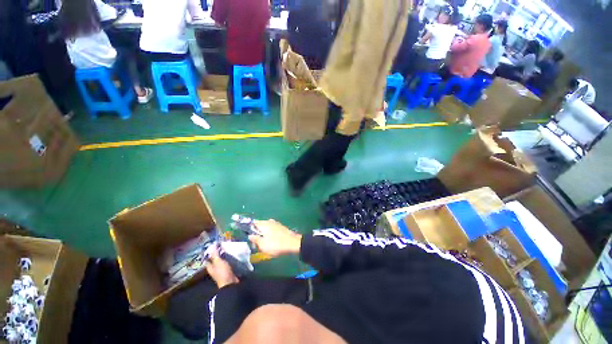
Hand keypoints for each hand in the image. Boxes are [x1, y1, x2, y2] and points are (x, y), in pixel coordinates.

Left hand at [205, 248, 238, 287]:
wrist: (230, 283)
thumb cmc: (222, 272)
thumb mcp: (218, 262)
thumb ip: (215, 254)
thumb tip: (212, 245)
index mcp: (210, 267)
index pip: (208, 258)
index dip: (210, 252)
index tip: (215, 244)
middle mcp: (215, 268)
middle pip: (215, 259)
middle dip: (218, 253)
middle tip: (223, 245)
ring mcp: (221, 270)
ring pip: (222, 260)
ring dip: (225, 255)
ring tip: (229, 248)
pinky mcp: (228, 270)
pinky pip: (227, 262)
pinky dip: (229, 258)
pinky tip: (233, 255)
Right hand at [249, 220, 301, 256]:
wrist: (293, 243)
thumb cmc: (276, 244)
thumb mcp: (262, 245)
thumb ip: (255, 239)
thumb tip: (250, 235)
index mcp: (263, 224)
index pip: (253, 223)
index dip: (248, 228)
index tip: (247, 236)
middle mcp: (269, 222)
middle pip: (260, 225)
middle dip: (256, 232)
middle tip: (255, 242)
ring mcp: (276, 224)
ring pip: (266, 227)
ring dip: (263, 233)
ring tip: (262, 243)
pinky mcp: (281, 227)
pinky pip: (272, 229)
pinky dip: (269, 234)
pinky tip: (270, 240)